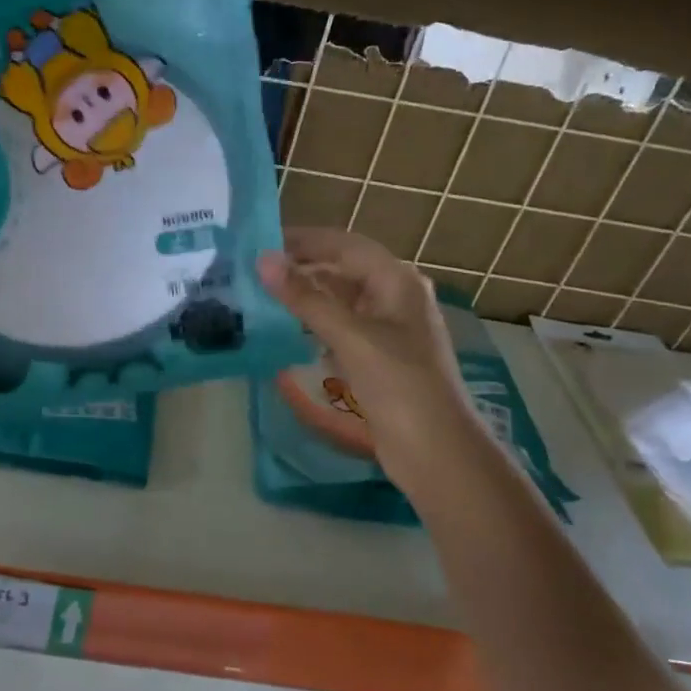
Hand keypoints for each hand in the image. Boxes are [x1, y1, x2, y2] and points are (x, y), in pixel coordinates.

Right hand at [258, 227, 472, 476]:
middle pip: (343, 270)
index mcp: (397, 281)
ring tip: (262, 296)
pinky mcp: (380, 357)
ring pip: (341, 300)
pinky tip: (287, 330)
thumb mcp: (350, 336)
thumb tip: (263, 260)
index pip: (344, 244)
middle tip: (254, 271)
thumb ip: (305, 298)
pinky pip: (342, 327)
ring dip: (306, 296)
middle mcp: (395, 297)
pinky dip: (316, 324)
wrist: (435, 451)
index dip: (304, 240)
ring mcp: (389, 329)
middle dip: (302, 267)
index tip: (261, 242)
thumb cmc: (398, 384)